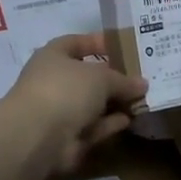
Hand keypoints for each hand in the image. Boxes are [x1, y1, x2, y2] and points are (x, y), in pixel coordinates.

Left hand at [4, 33, 148, 177]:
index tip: (124, 45)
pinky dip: (109, 123)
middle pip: (87, 76)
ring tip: (142, 99)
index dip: (98, 42)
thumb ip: (123, 80)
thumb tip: (142, 84)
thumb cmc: (66, 90)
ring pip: (92, 103)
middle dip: (113, 77)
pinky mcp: (66, 137)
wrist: (38, 136)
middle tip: (141, 77)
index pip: (76, 42)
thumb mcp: (101, 77)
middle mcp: (53, 81)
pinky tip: (129, 120)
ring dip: (114, 102)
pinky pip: (92, 126)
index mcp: (53, 56)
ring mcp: (59, 111)